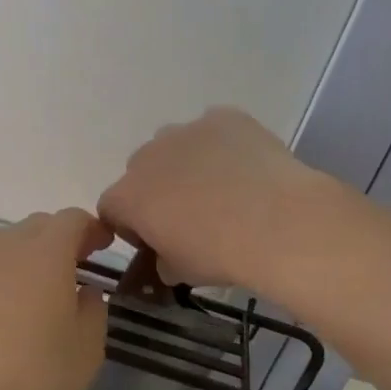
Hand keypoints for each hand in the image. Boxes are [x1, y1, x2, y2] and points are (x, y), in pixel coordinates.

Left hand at [0, 209, 111, 389]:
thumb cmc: (37, 377)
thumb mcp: (88, 349)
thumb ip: (94, 309)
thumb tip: (85, 291)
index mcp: (46, 253)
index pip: (72, 219)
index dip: (92, 228)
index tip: (106, 245)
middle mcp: (7, 249)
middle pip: (38, 225)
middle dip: (62, 237)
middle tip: (79, 263)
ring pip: (8, 244)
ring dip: (30, 253)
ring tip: (44, 287)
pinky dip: (5, 275)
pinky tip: (10, 310)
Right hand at [98, 108, 327, 293]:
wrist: (277, 221)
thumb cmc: (220, 254)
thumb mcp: (182, 272)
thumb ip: (163, 261)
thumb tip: (166, 257)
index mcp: (128, 196)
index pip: (112, 208)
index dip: (131, 225)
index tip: (156, 239)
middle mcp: (147, 156)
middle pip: (142, 172)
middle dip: (158, 190)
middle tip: (192, 215)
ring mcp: (185, 130)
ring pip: (176, 146)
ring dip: (188, 163)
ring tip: (225, 188)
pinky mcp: (223, 117)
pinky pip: (214, 130)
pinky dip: (224, 146)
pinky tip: (248, 168)